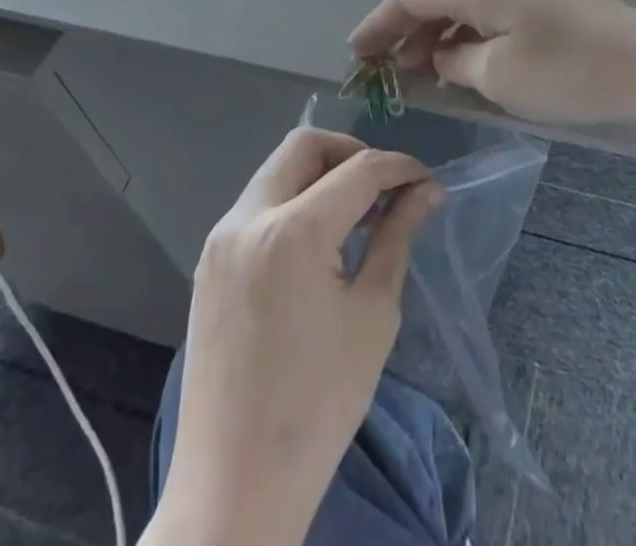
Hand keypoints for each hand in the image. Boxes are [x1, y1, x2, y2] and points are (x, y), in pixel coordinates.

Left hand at [157, 128, 442, 545]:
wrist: (233, 489)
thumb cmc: (318, 406)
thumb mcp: (372, 315)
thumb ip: (397, 236)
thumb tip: (426, 192)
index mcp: (292, 232)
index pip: (357, 170)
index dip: (398, 167)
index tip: (426, 181)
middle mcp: (247, 218)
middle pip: (304, 146)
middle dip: (351, 154)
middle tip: (383, 190)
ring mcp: (220, 239)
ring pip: (276, 171)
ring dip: (319, 177)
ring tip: (355, 219)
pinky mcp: (209, 263)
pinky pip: (257, 206)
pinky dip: (292, 204)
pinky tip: (317, 246)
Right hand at [348, 0, 635, 125]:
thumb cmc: (572, 73)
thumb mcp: (500, 76)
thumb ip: (457, 62)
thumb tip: (442, 55)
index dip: (378, 23)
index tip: (354, 54)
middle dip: (408, 31)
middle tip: (388, 72)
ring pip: (469, 3)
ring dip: (441, 35)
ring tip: (423, 73)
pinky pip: (496, 10)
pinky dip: (473, 34)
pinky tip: (469, 62)